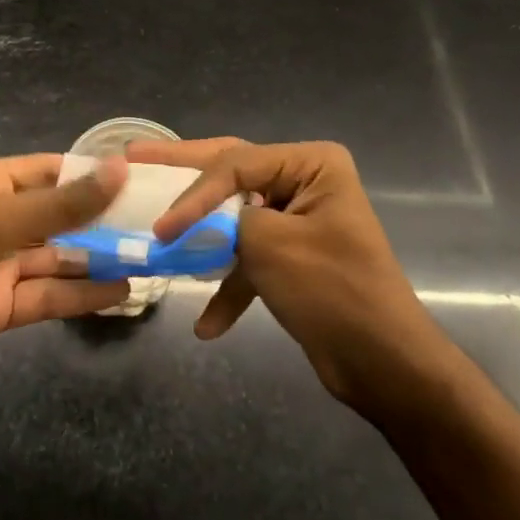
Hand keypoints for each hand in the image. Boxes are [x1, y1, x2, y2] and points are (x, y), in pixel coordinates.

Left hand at [0, 154, 130, 417]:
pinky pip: (46, 295)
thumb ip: (59, 203)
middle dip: (103, 221)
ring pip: (57, 257)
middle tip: (159, 227)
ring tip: (150, 261)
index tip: (145, 181)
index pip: (52, 170)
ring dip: (98, 259)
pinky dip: (79, 295)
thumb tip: (120, 168)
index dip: (94, 174)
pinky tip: (119, 295)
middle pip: (59, 215)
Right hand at [130, 138, 442, 408]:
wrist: (384, 365)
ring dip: (201, 237)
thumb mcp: (270, 245)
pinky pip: (250, 258)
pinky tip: (207, 324)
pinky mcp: (292, 256)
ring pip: (233, 216)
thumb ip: (224, 220)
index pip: (235, 164)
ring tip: (153, 230)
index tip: (160, 228)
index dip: (192, 193)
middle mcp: (304, 181)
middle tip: (135, 154)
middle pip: (230, 172)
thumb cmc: (332, 292)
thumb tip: (192, 220)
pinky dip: (228, 286)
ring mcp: (297, 219)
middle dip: (183, 174)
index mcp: (311, 164)